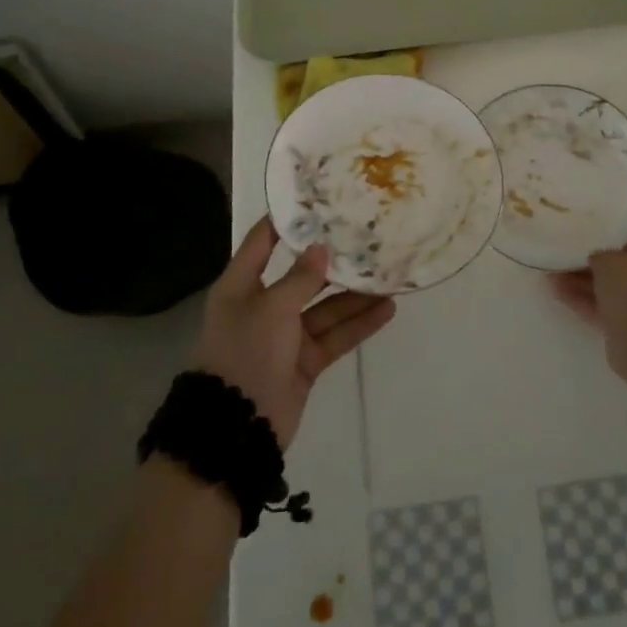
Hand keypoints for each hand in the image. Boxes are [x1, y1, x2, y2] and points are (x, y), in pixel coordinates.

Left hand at [190, 218, 396, 447]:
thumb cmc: (246, 351)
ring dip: (355, 295)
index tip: (315, 200)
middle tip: (368, 238)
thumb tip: (321, 248)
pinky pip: (336, 336)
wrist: (236, 426)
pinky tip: (387, 309)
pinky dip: (359, 325)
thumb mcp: (271, 307)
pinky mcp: (305, 362)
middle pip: (303, 276)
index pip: (262, 242)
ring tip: (389, 275)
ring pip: (326, 308)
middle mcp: (264, 306)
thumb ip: (300, 278)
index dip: (285, 221)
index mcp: (242, 287)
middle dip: (334, 261)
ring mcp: (286, 336)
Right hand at [552, 238, 626, 377]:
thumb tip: (595, 261)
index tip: (585, 249)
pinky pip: (611, 314)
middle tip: (564, 266)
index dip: (609, 246)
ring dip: (585, 288)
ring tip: (554, 280)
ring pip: (615, 295)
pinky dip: (588, 306)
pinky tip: (560, 296)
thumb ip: (600, 256)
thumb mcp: (610, 260)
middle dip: (592, 270)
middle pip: (625, 274)